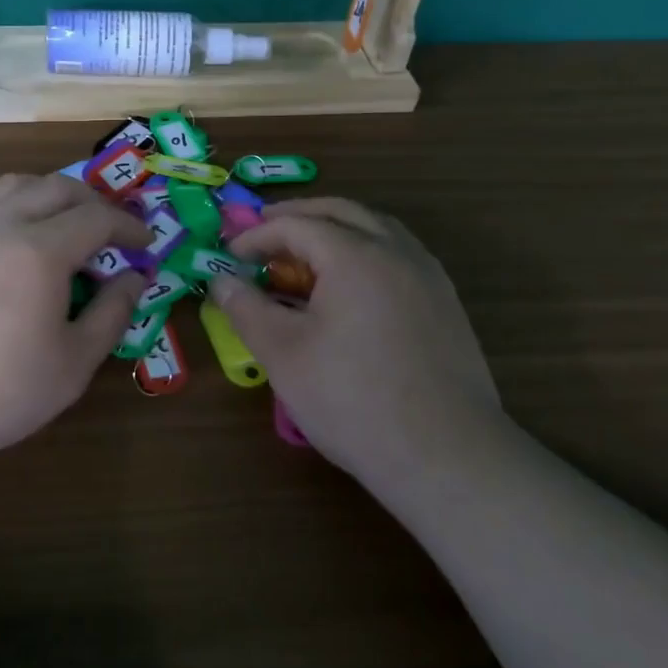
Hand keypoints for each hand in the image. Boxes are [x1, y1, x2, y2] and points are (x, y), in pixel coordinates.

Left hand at [0, 174, 150, 475]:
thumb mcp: (74, 363)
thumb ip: (111, 314)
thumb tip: (134, 279)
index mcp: (41, 250)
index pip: (96, 218)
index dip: (128, 227)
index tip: (145, 244)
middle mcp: (1, 225)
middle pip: (56, 188)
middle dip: (93, 201)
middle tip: (111, 230)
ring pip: (11, 184)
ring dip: (47, 191)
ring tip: (62, 218)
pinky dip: (0, 198)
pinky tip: (4, 217)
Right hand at [209, 199, 501, 479]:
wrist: (446, 455)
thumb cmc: (352, 399)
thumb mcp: (283, 353)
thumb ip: (246, 308)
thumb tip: (221, 281)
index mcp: (355, 255)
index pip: (296, 225)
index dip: (257, 236)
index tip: (230, 257)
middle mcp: (397, 252)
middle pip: (342, 212)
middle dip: (299, 215)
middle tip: (265, 229)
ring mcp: (429, 276)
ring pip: (378, 229)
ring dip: (337, 228)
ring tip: (307, 251)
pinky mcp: (447, 305)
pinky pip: (400, 255)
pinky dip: (367, 251)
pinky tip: (353, 285)